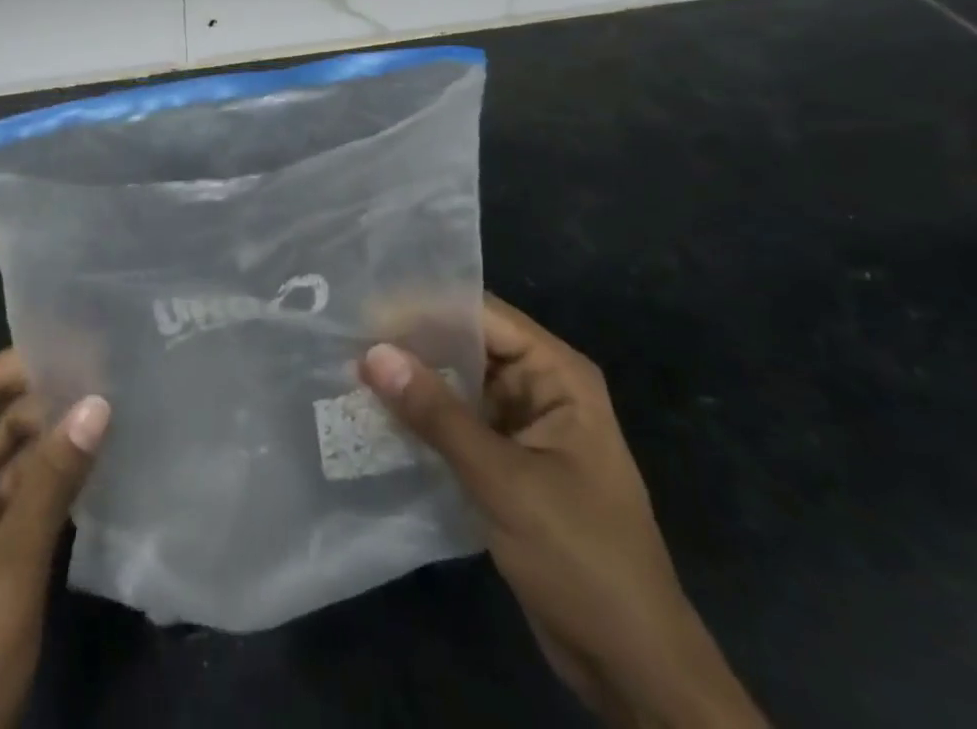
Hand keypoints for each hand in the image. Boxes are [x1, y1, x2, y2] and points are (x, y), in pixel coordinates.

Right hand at [361, 296, 766, 728]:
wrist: (632, 668)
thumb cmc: (582, 559)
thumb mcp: (504, 481)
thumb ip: (436, 414)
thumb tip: (372, 352)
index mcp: (557, 375)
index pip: (481, 316)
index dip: (424, 308)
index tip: (364, 309)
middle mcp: (540, 388)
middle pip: (465, 346)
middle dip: (410, 344)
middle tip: (344, 337)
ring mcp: (522, 426)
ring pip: (456, 384)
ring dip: (411, 381)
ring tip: (347, 367)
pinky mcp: (505, 462)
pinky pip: (455, 422)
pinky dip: (420, 418)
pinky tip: (375, 414)